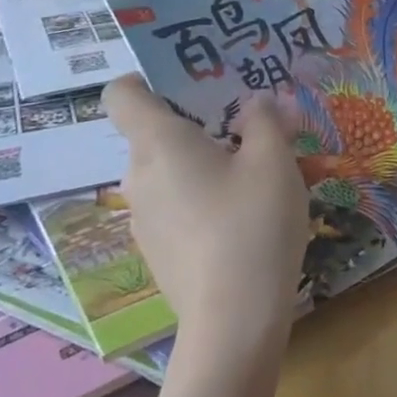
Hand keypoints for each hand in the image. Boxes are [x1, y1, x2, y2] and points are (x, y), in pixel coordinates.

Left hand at [103, 76, 309, 360]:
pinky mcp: (158, 251)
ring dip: (210, 166)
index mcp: (159, 143)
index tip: (194, 84)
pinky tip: (248, 221)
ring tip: (261, 180)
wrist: (234, 317)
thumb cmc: (253, 223)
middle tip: (255, 132)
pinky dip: (206, 201)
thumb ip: (265, 120)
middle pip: (159, 134)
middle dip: (204, 127)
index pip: (122, 93)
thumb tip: (254, 104)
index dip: (149, 79)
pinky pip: (179, 207)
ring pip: (174, 173)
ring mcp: (144, 219)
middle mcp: (138, 177)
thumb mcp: (275, 160)